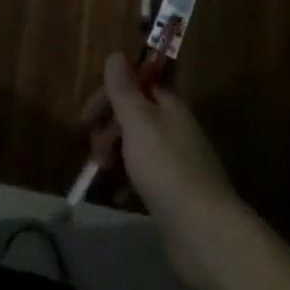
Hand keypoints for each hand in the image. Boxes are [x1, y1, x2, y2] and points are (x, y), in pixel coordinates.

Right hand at [82, 54, 240, 289]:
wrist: (205, 234)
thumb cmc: (167, 169)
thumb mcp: (140, 122)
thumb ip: (125, 90)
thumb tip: (116, 55)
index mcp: (170, 108)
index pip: (135, 86)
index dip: (108, 96)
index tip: (85, 118)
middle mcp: (175, 130)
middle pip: (135, 117)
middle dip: (108, 128)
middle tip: (94, 150)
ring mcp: (177, 164)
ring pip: (137, 148)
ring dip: (115, 155)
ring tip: (102, 173)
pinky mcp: (175, 195)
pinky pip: (144, 179)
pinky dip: (127, 184)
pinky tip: (118, 197)